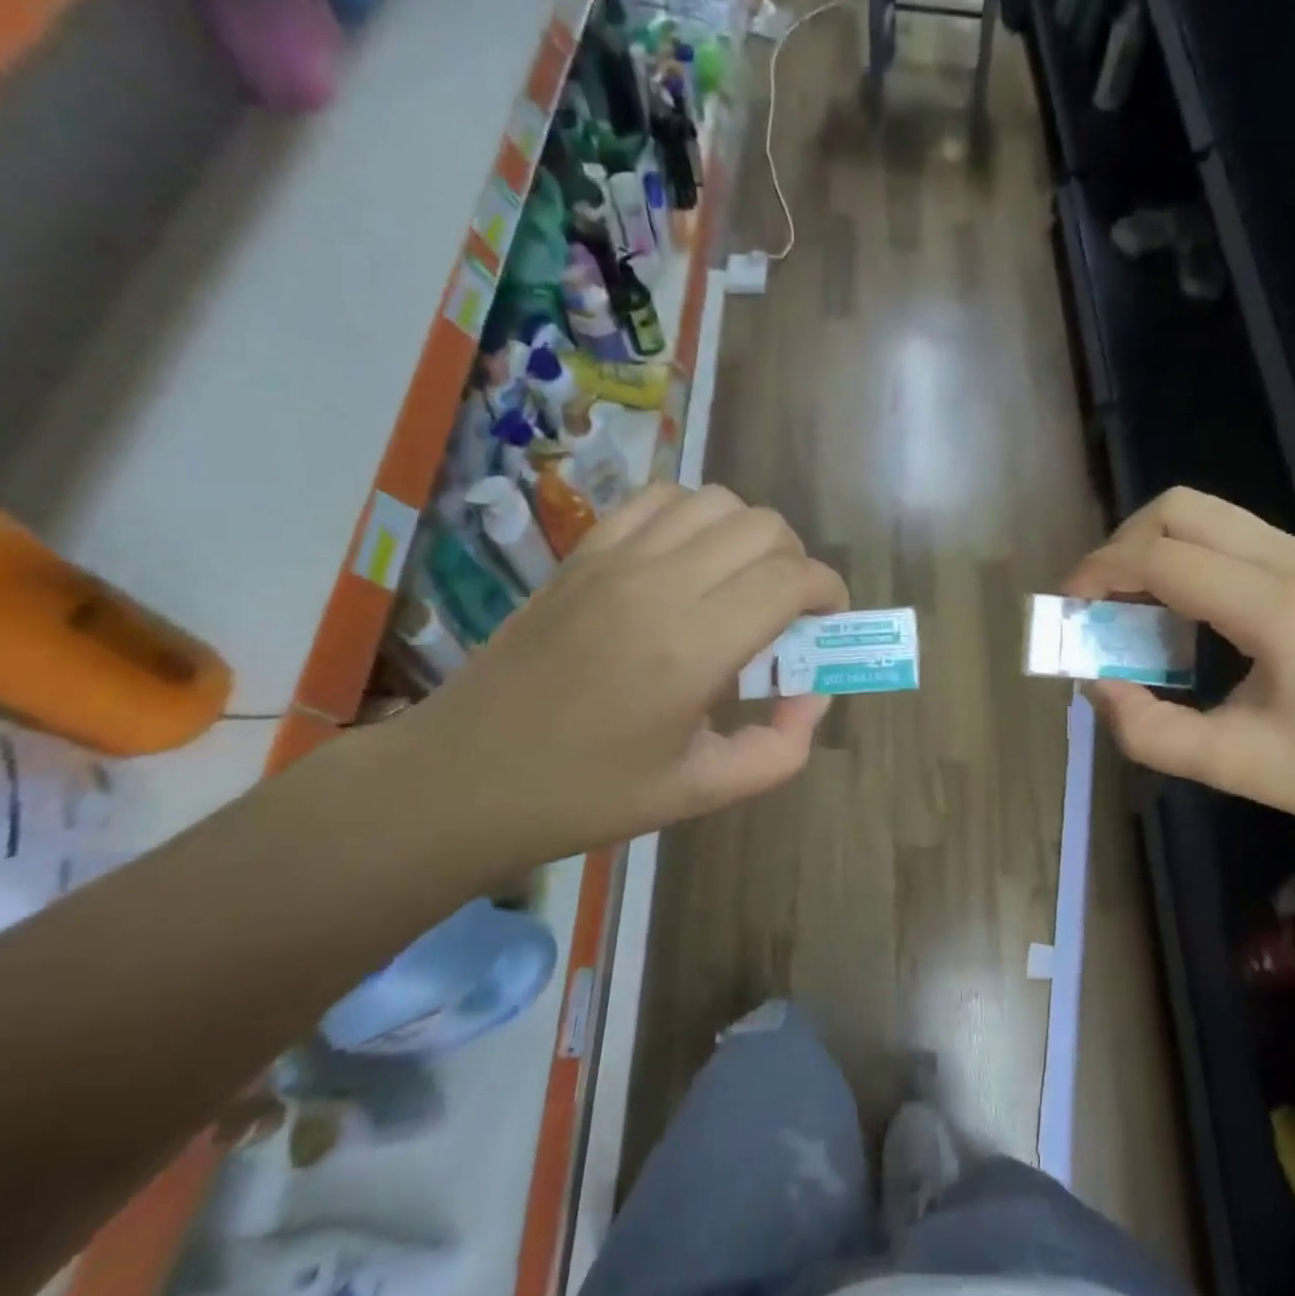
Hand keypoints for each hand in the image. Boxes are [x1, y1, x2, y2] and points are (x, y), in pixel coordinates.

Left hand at [389, 483, 847, 876]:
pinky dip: (692, 516)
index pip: (789, 579)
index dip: (828, 591)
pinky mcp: (582, 554)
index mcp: (691, 649)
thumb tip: (815, 696)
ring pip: (714, 501)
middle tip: (790, 609)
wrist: (463, 778)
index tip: (830, 619)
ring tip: (742, 580)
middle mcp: (658, 586)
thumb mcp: (700, 793)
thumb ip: (779, 750)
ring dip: (749, 534)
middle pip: (762, 527)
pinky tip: (689, 559)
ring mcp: (614, 561)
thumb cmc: (586, 795)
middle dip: (797, 561)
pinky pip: (656, 500)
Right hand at [1063, 488, 1294, 855]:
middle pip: (1177, 507)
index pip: (1160, 556)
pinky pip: (1228, 536)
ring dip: (1151, 548)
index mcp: (1277, 608)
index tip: (1067, 612)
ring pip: (1203, 512)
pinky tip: (1181, 613)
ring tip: (1131, 608)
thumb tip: (1096, 681)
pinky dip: (1183, 557)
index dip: (1098, 573)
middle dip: (1120, 547)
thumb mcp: (1233, 767)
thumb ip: (1147, 729)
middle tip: (1099, 604)